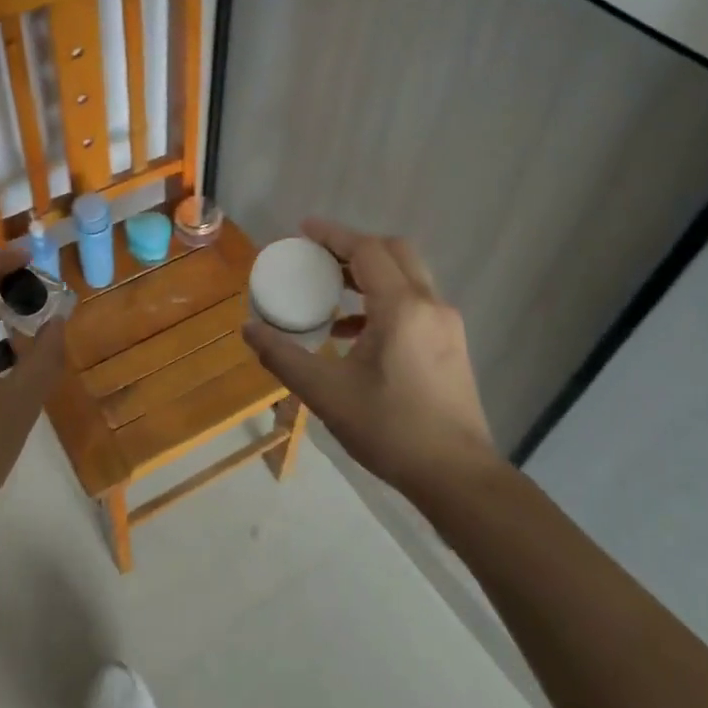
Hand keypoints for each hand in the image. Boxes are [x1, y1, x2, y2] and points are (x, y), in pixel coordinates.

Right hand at [242, 219, 500, 500]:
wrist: (458, 477)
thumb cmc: (391, 430)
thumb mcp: (326, 393)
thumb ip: (283, 357)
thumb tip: (249, 329)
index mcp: (402, 308)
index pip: (367, 250)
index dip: (333, 235)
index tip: (302, 230)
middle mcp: (430, 305)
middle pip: (394, 252)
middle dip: (354, 247)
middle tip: (317, 256)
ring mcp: (446, 325)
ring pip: (407, 276)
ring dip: (369, 274)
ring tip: (330, 291)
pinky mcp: (451, 344)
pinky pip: (415, 302)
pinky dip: (384, 300)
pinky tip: (354, 332)